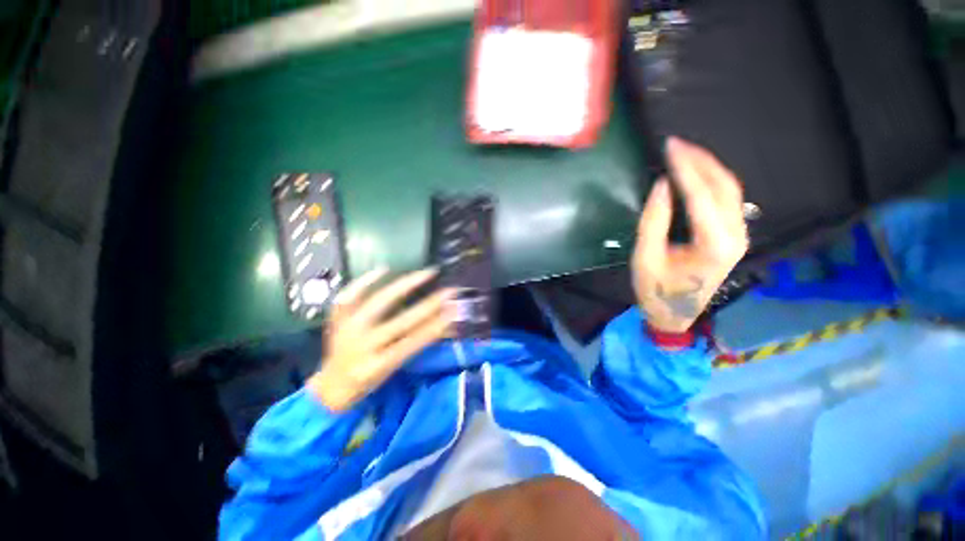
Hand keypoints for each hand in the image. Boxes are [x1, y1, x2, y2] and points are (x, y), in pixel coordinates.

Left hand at [308, 268, 454, 411]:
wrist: (329, 388)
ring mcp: (347, 330)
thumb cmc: (367, 384)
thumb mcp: (394, 370)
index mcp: (377, 365)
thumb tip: (447, 326)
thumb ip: (417, 347)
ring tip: (425, 273)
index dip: (437, 325)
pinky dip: (366, 281)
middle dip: (430, 305)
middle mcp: (362, 346)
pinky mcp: (337, 320)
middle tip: (449, 291)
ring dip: (405, 286)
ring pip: (379, 302)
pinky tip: (384, 269)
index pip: (414, 341)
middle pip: (402, 321)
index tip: (455, 309)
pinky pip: (349, 296)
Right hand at [632, 137, 748, 332]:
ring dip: (708, 167)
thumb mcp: (646, 257)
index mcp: (714, 244)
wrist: (675, 314)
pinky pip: (727, 200)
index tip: (670, 147)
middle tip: (676, 144)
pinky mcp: (733, 236)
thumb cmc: (656, 289)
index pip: (702, 195)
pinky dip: (712, 181)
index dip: (685, 168)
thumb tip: (662, 185)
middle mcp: (735, 236)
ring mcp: (739, 236)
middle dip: (700, 161)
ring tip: (684, 152)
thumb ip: (654, 221)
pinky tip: (696, 173)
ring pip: (730, 190)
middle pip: (724, 186)